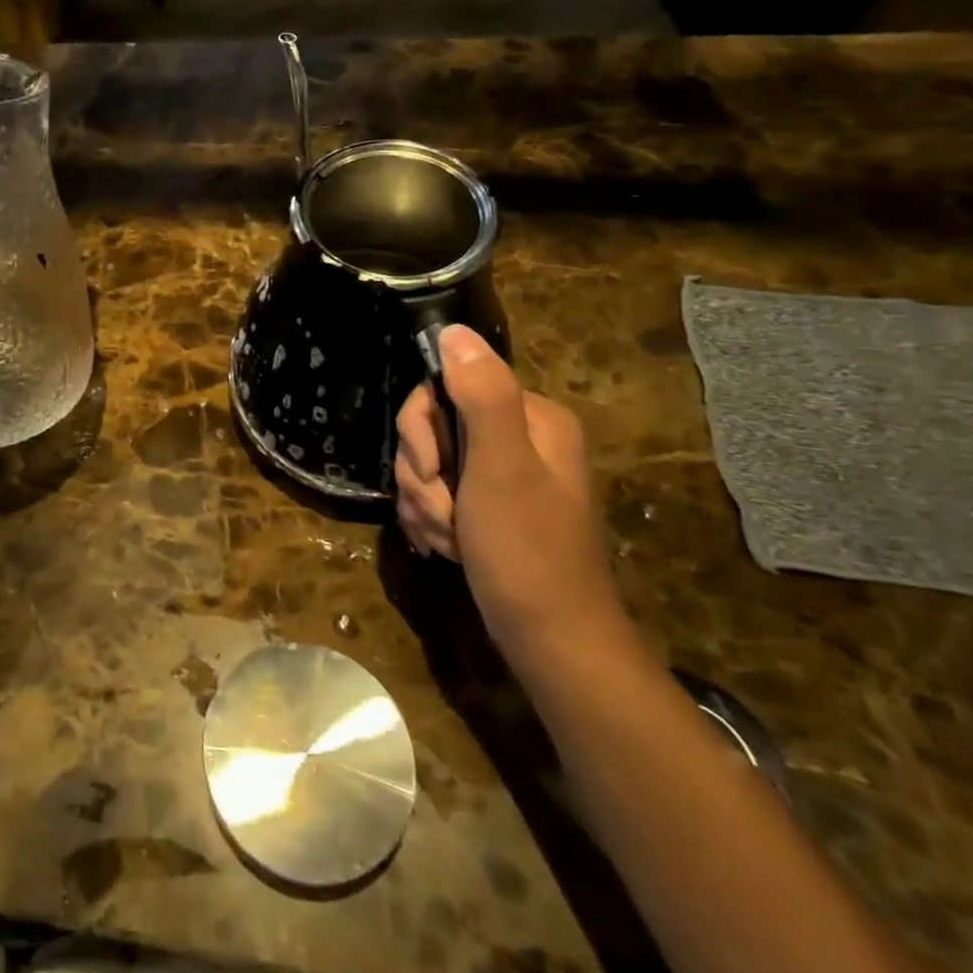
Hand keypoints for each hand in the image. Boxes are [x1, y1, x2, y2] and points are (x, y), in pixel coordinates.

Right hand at [394, 325, 623, 653]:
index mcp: (531, 416)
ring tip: (450, 537)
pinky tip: (447, 547)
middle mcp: (518, 437)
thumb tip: (454, 330)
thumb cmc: (527, 551)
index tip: (431, 471)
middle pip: (432, 427)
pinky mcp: (488, 506)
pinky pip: (437, 494)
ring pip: (428, 464)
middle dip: (423, 475)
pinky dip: (432, 520)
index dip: (422, 430)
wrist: (550, 642)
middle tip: (445, 512)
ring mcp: (502, 474)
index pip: (444, 388)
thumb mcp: (501, 467)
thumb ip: (481, 395)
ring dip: (425, 503)